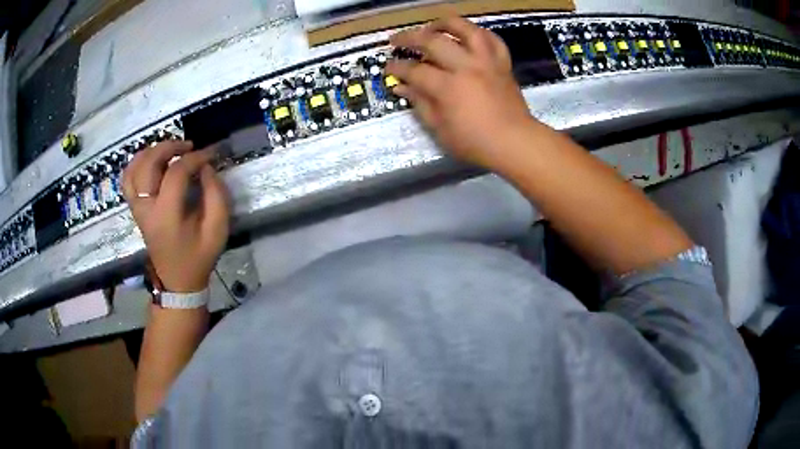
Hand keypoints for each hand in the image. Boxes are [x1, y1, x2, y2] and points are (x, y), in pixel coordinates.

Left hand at [122, 141, 228, 291]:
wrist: (177, 282)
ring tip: (169, 149)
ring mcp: (138, 209)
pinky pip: (127, 180)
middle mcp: (147, 208)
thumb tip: (206, 168)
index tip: (211, 155)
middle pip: (149, 164)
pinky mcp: (135, 210)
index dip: (195, 158)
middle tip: (188, 146)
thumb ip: (216, 195)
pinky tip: (150, 160)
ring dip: (151, 152)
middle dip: (169, 147)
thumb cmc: (199, 258)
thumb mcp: (217, 230)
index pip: (176, 173)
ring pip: (134, 169)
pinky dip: (136, 164)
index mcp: (167, 216)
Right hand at [387, 17, 535, 169]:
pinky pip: (493, 40)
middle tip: (397, 40)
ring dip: (446, 24)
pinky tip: (469, 36)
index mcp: (449, 87)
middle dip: (409, 37)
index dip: (397, 68)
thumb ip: (420, 104)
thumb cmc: (476, 142)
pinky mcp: (502, 64)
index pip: (415, 70)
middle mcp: (466, 67)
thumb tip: (401, 87)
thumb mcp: (440, 129)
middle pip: (434, 41)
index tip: (388, 67)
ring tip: (433, 27)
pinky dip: (480, 34)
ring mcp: (487, 62)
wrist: (515, 142)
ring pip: (467, 30)